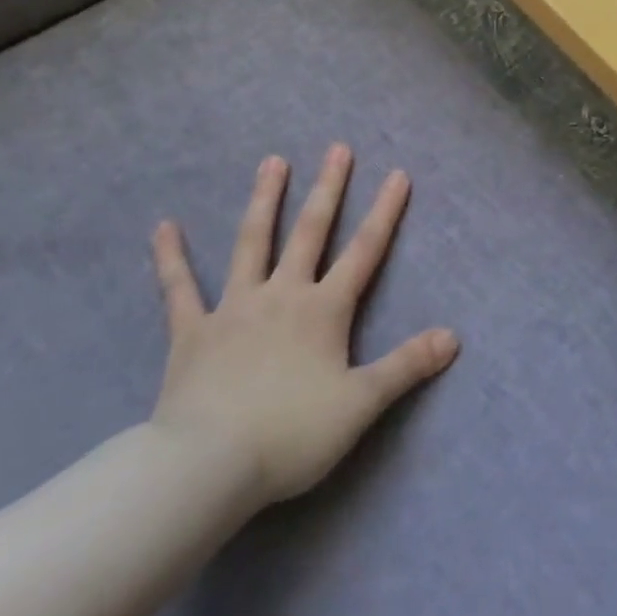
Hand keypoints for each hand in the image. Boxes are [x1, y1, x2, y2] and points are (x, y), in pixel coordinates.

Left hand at [147, 145, 457, 510]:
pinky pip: (179, 289)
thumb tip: (453, 337)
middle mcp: (282, 295)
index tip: (397, 174)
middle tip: (337, 148)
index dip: (385, 212)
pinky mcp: (192, 332)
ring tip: (272, 162)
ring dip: (264, 200)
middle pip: (310, 232)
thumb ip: (407, 365)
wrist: (208, 467)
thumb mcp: (361, 403)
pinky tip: (163, 227)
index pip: (364, 251)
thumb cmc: (291, 434)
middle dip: (328, 189)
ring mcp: (234, 308)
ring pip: (252, 243)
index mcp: (324, 310)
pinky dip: (171, 258)